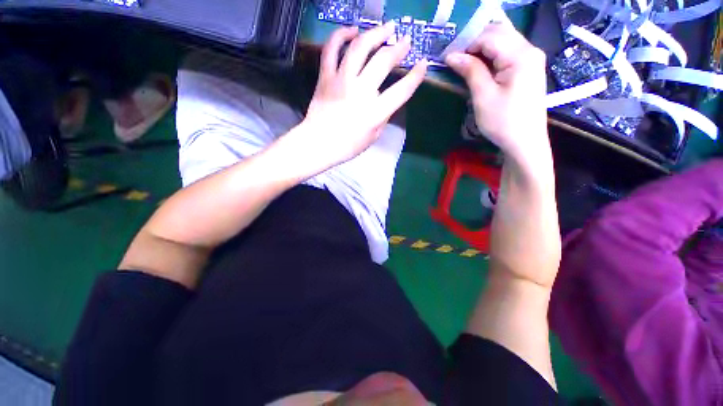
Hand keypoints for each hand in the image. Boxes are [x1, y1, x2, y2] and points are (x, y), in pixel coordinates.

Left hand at [301, 24, 427, 166]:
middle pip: (383, 61)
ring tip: (387, 28)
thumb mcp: (373, 136)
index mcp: (375, 113)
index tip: (423, 64)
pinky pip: (332, 48)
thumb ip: (384, 116)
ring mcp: (341, 81)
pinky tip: (352, 30)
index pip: (402, 90)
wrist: (318, 144)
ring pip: (360, 47)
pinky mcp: (325, 76)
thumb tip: (389, 97)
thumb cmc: (348, 145)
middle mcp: (360, 92)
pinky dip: (341, 34)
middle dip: (399, 48)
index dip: (416, 76)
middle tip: (406, 41)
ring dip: (376, 33)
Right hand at [445, 20, 548, 166]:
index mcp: (520, 55)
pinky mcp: (529, 68)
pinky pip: (508, 52)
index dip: (467, 44)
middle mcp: (530, 50)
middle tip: (457, 60)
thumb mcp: (483, 96)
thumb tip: (452, 56)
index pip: (489, 36)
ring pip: (504, 40)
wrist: (525, 142)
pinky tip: (481, 68)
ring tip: (466, 65)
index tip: (449, 59)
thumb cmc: (503, 122)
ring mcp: (531, 59)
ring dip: (483, 49)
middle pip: (499, 32)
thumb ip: (470, 71)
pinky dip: (492, 56)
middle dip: (475, 42)